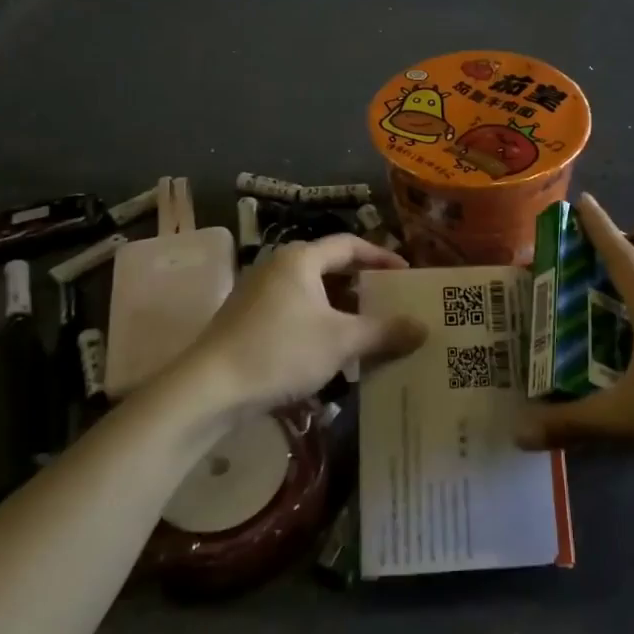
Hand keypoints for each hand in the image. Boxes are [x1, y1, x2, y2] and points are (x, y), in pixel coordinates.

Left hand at [181, 235, 426, 414]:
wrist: (208, 389)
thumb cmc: (280, 352)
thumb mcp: (341, 341)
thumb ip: (384, 332)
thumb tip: (424, 327)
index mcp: (300, 259)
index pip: (349, 245)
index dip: (381, 257)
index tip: (406, 274)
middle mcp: (277, 267)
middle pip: (330, 267)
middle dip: (362, 285)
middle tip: (391, 302)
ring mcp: (258, 294)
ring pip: (311, 293)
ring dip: (341, 309)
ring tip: (368, 329)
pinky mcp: (247, 320)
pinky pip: (294, 312)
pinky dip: (318, 323)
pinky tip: (331, 352)